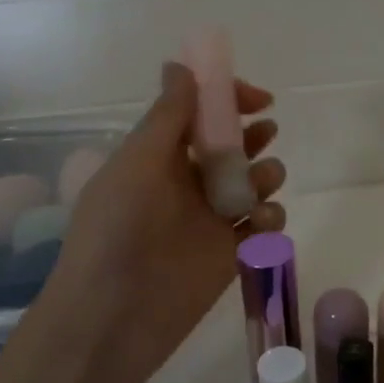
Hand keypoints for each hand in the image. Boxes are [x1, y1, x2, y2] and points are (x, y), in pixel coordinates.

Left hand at [29, 62, 285, 382]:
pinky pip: (262, 225)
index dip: (227, 100)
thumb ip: (167, 117)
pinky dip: (270, 217)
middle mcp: (187, 183)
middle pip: (232, 146)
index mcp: (158, 157)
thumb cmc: (117, 232)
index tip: (257, 98)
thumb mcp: (137, 164)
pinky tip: (261, 222)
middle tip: (264, 132)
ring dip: (267, 174)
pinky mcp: (231, 254)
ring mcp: (211, 220)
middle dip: (252, 134)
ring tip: (261, 185)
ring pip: (254, 183)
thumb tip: (180, 65)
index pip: (198, 115)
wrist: (113, 317)